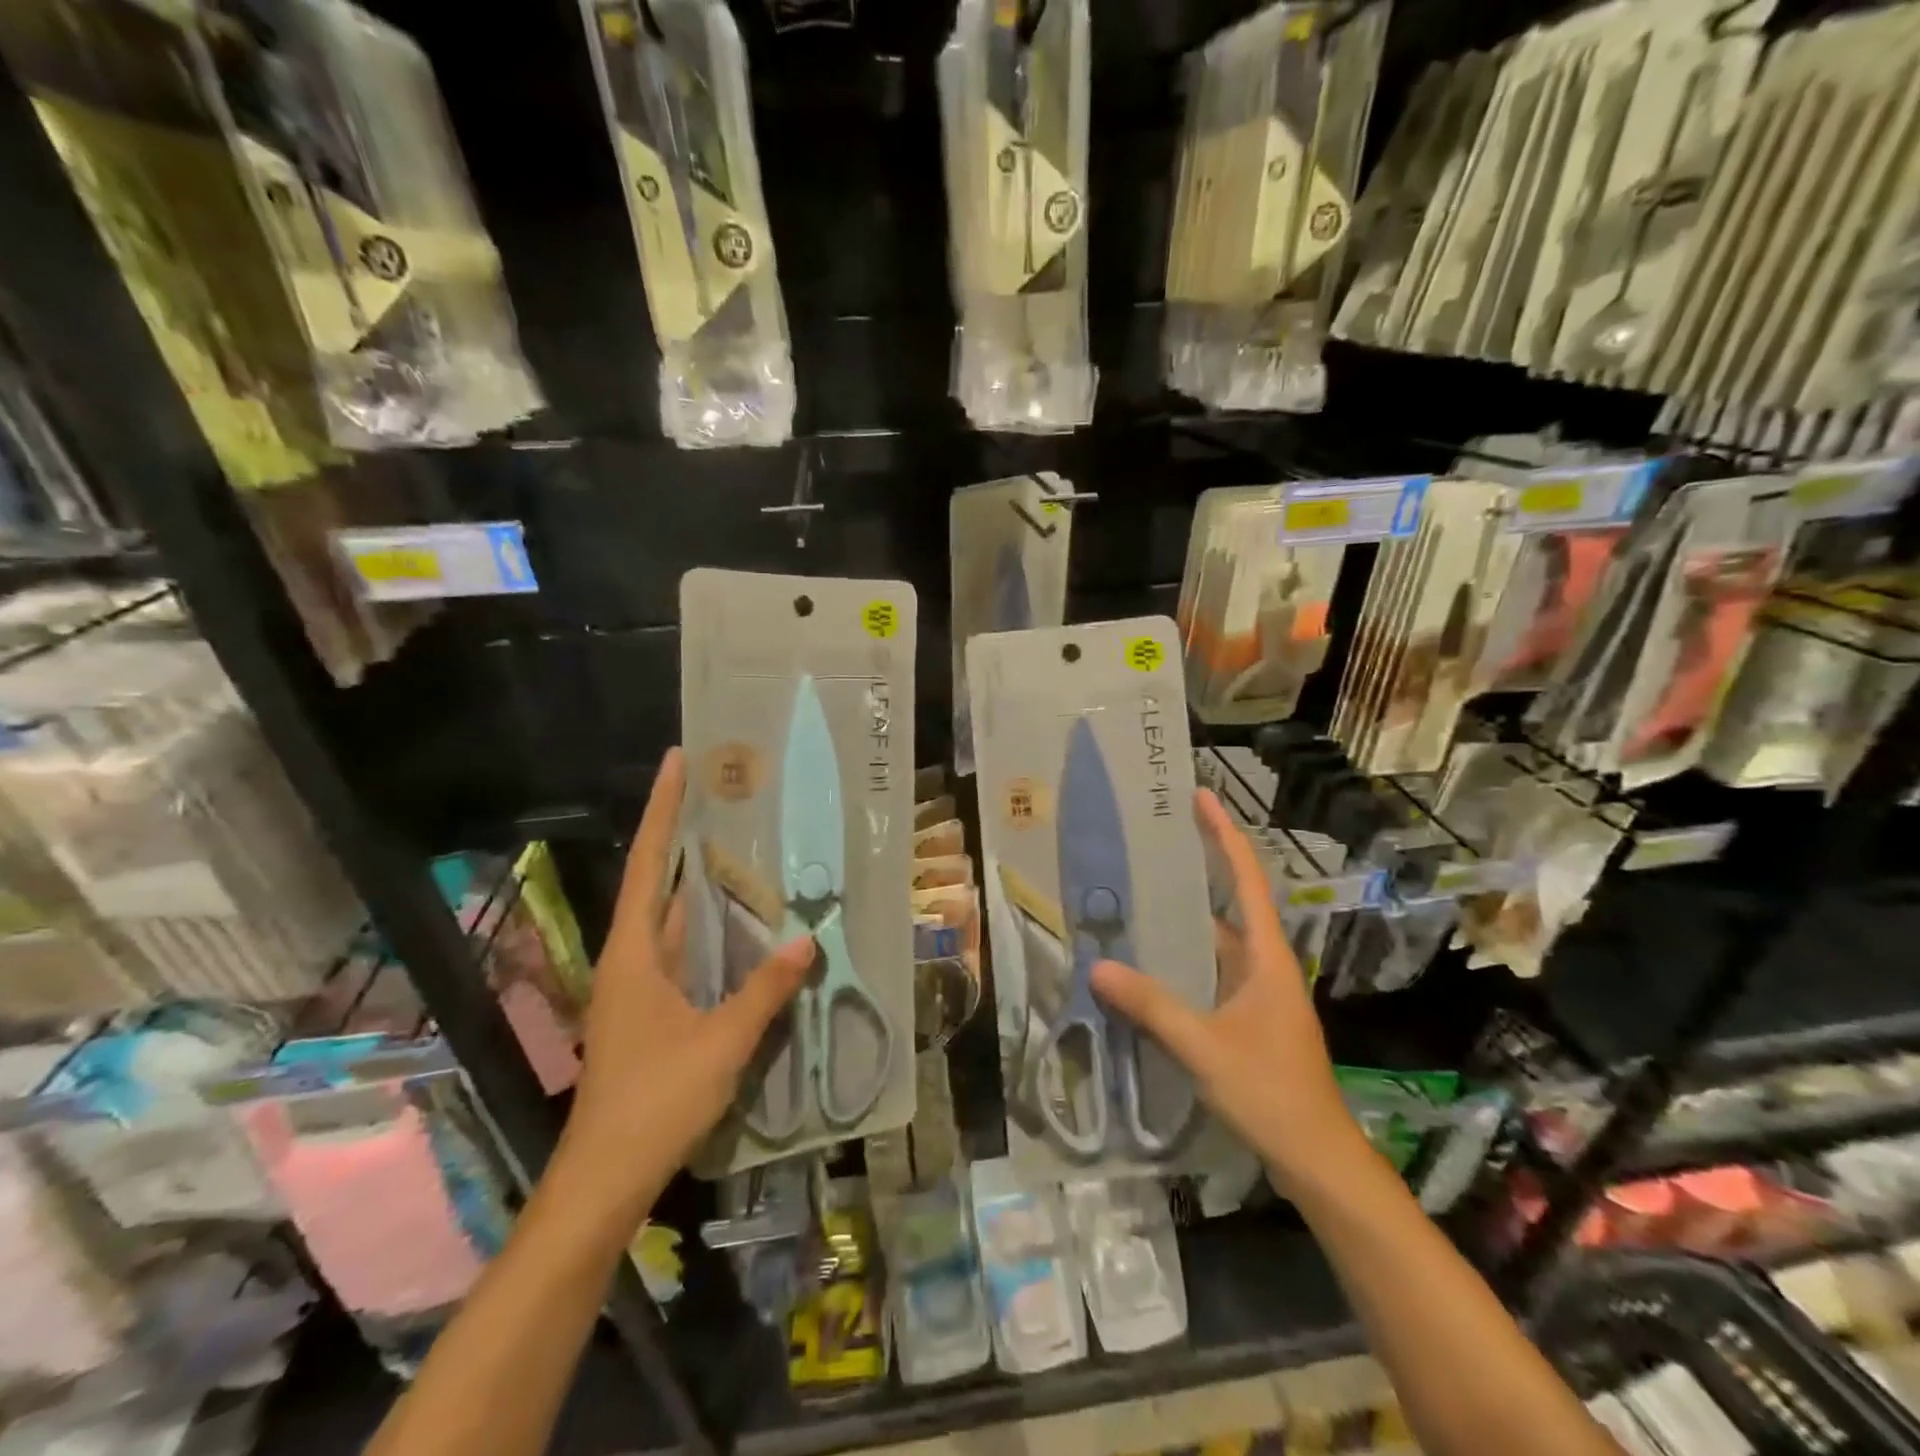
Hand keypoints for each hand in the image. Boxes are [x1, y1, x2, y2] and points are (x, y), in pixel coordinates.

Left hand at [557, 748, 813, 1215]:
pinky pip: (683, 954)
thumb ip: (765, 991)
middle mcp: (631, 959)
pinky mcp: (651, 1012)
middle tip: (725, 797)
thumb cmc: (656, 1100)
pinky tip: (741, 928)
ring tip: (741, 848)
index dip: (662, 810)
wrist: (605, 1178)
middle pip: (658, 882)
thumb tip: (807, 942)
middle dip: (684, 837)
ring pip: (672, 920)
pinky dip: (709, 932)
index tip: (677, 762)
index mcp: (634, 953)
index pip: (649, 863)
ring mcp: (638, 987)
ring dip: (700, 886)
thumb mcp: (721, 1043)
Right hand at [1091, 788, 1359, 1193]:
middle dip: (1195, 867)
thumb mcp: (1204, 1047)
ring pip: (1213, 940)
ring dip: (1180, 918)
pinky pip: (1207, 971)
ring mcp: (1256, 992)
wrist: (1317, 1160)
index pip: (1246, 879)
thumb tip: (1097, 966)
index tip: (1200, 796)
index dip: (1224, 834)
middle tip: (1148, 842)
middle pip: (1228, 901)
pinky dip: (1178, 959)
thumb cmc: (1271, 1093)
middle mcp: (1263, 963)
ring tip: (1132, 894)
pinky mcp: (1246, 1017)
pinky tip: (1144, 963)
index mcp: (1266, 956)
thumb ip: (1151, 1005)